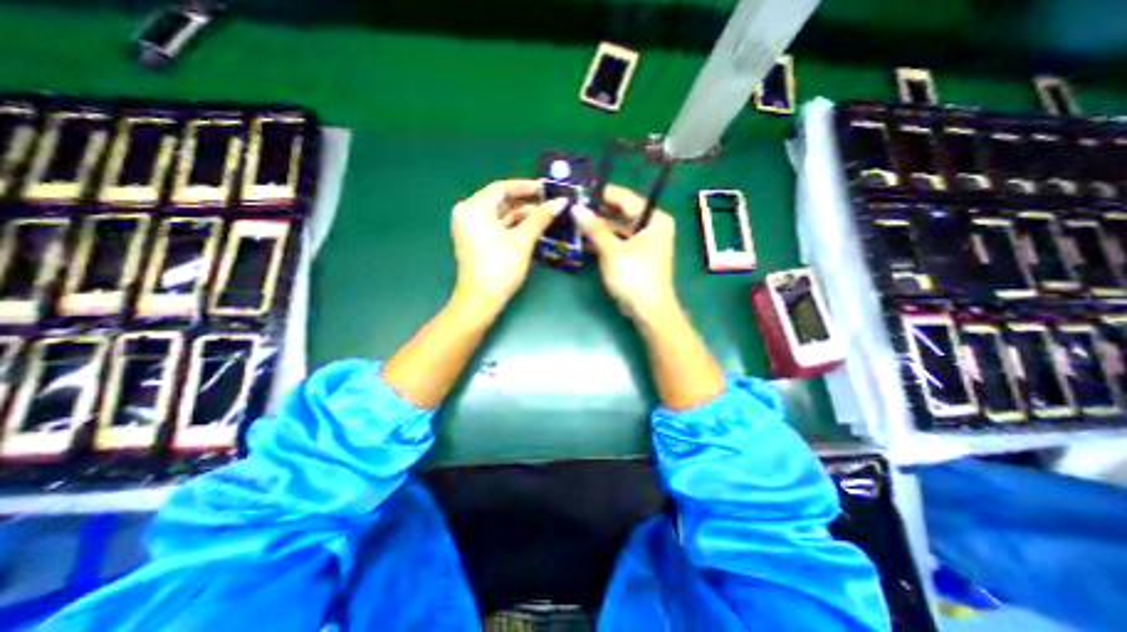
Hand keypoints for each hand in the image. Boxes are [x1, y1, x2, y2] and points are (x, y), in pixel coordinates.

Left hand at [452, 177, 568, 314]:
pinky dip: (513, 227)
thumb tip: (562, 201)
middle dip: (526, 203)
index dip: (526, 187)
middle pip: (500, 201)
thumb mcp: (523, 240)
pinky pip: (496, 227)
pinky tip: (532, 229)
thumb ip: (541, 217)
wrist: (481, 299)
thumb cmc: (501, 266)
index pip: (502, 188)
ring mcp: (470, 228)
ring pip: (500, 215)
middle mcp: (468, 213)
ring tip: (546, 217)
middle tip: (550, 203)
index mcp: (474, 207)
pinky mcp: (475, 241)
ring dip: (522, 216)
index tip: (547, 188)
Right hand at [574, 183, 677, 320]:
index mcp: (654, 219)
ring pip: (618, 228)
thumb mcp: (612, 251)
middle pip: (622, 213)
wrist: (648, 311)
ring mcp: (644, 242)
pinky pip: (618, 241)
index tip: (581, 189)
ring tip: (575, 220)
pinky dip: (604, 240)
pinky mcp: (636, 255)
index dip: (603, 194)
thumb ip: (594, 228)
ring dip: (599, 227)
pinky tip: (585, 238)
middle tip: (574, 205)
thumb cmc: (635, 277)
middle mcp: (652, 226)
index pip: (626, 198)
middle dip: (598, 211)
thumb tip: (576, 208)